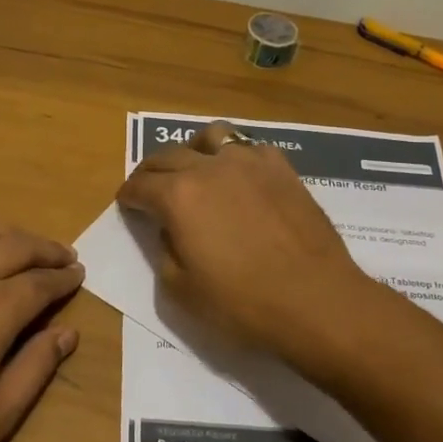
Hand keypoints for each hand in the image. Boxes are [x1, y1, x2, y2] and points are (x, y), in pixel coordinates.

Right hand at [116, 122, 372, 360]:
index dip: (128, 196)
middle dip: (151, 172)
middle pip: (168, 156)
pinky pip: (250, 149)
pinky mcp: (283, 169)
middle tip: (148, 187)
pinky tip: (240, 178)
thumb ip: (165, 251)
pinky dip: (235, 158)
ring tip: (194, 168)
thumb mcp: (181, 290)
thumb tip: (170, 229)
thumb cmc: (241, 304)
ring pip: (211, 137)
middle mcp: (210, 167)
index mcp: (178, 196)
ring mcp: (250, 163)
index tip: (126, 203)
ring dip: (193, 150)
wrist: (315, 301)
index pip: (140, 185)